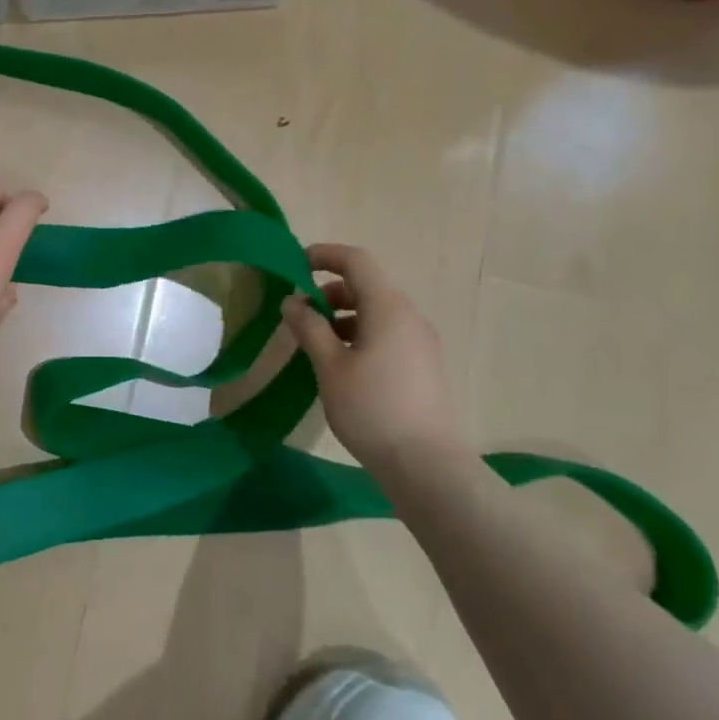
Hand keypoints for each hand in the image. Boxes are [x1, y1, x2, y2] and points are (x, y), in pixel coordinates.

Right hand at [280, 243, 465, 469]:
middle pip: (367, 285)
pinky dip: (360, 334)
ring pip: (377, 311)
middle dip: (329, 291)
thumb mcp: (330, 366)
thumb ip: (309, 327)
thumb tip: (292, 301)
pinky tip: (341, 364)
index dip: (324, 255)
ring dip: (343, 315)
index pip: (356, 261)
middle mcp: (409, 316)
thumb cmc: (372, 408)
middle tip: (299, 314)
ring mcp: (420, 341)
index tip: (295, 265)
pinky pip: (387, 333)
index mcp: (388, 308)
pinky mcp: (423, 364)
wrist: (426, 464)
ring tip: (316, 343)